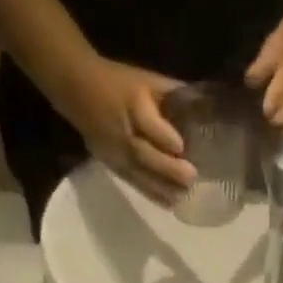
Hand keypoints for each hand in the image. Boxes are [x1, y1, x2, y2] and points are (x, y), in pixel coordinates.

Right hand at [59, 55, 195, 203]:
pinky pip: (134, 183)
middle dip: (168, 168)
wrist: (79, 90)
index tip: (182, 147)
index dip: (165, 136)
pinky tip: (169, 203)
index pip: (148, 123)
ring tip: (183, 196)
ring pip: (139, 173)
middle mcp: (122, 131)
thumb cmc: (119, 83)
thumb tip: (203, 107)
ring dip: (162, 187)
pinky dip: (152, 194)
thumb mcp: (146, 79)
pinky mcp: (113, 166)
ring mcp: (115, 152)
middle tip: (191, 177)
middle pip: (144, 153)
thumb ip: (172, 94)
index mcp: (132, 103)